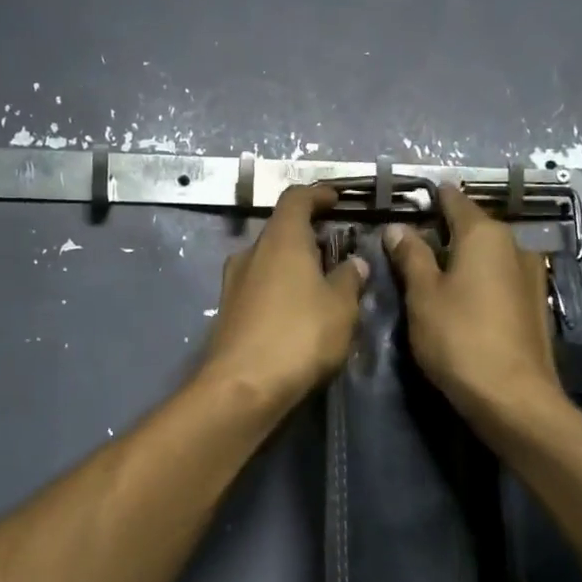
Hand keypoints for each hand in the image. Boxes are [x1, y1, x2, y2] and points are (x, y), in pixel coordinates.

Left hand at [199, 184, 367, 410]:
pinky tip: (299, 312)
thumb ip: (350, 279)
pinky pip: (260, 286)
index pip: (296, 198)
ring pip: (269, 261)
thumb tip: (353, 263)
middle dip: (310, 236)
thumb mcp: (341, 307)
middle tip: (338, 251)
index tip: (336, 199)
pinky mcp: (228, 311)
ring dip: (294, 265)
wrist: (242, 387)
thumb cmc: (299, 336)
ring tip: (322, 285)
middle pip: (281, 230)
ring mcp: (234, 283)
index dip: (318, 194)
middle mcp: (251, 252)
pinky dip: (281, 288)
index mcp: (281, 239)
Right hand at [382, 186, 561, 422]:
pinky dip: (481, 281)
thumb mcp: (423, 295)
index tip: (413, 201)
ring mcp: (531, 275)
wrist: (513, 396)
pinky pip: (501, 279)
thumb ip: (411, 256)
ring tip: (436, 275)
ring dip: (465, 259)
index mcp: (485, 234)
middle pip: (474, 228)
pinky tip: (465, 300)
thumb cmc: (459, 338)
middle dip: (446, 232)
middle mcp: (515, 245)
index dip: (433, 198)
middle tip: (413, 245)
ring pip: (489, 255)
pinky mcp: (536, 304)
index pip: (455, 201)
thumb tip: (398, 227)